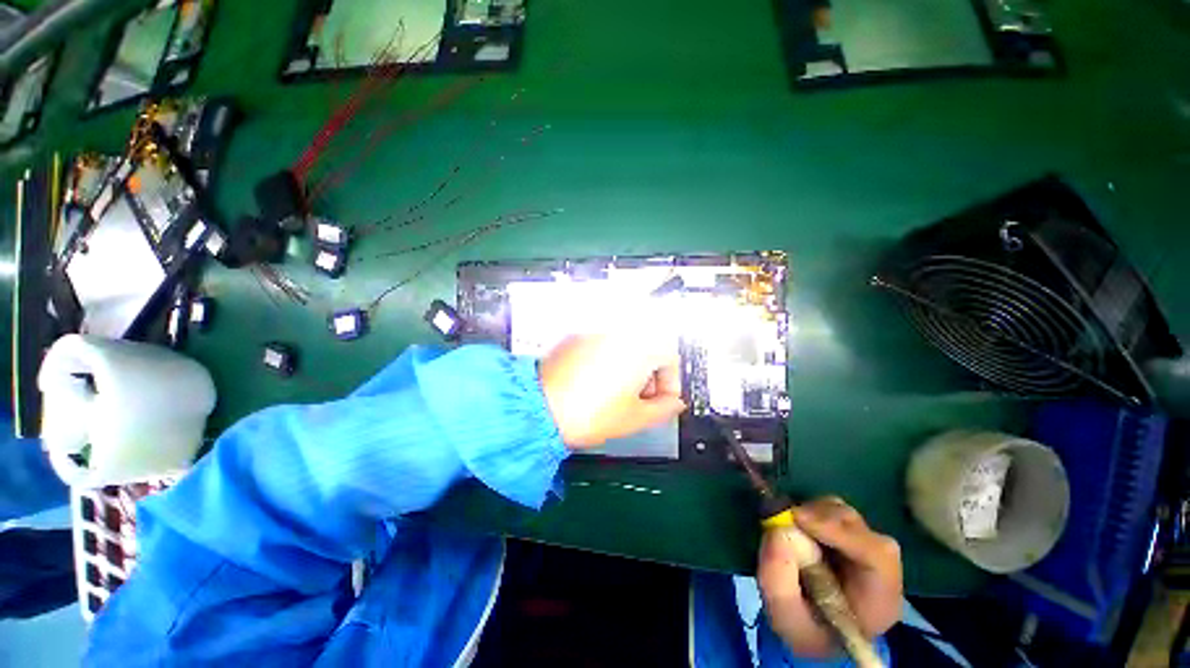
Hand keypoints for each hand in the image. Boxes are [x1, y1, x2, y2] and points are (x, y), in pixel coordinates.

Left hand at [539, 333, 685, 447]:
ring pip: (627, 345)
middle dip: (650, 375)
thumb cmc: (586, 412)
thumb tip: (673, 403)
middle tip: (642, 398)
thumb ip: (665, 409)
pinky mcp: (577, 336)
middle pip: (649, 348)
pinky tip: (597, 383)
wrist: (541, 408)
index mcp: (640, 345)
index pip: (671, 357)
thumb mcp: (636, 418)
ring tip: (618, 393)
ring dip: (631, 366)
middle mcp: (620, 330)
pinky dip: (609, 360)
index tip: (664, 399)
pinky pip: (604, 344)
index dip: (671, 383)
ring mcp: (596, 330)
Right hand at [758, 497, 902, 657]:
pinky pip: (827, 508)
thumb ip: (778, 584)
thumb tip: (775, 532)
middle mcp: (879, 566)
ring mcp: (863, 544)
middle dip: (819, 518)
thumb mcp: (787, 621)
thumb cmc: (805, 630)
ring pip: (841, 512)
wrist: (813, 629)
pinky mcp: (845, 530)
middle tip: (785, 521)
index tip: (798, 518)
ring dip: (810, 514)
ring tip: (789, 530)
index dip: (839, 530)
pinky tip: (795, 527)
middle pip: (858, 526)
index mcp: (880, 598)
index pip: (877, 555)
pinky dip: (807, 511)